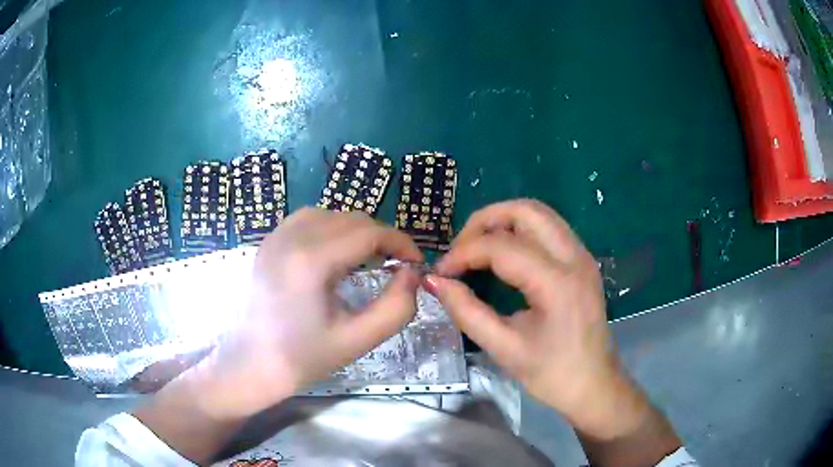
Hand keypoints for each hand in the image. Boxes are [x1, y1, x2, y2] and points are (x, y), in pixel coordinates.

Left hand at [135, 208, 422, 463]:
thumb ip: (396, 306)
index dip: (401, 242)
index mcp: (311, 260)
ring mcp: (275, 236)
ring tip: (369, 259)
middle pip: (351, 219)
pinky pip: (307, 220)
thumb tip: (412, 274)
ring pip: (329, 214)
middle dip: (381, 238)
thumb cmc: (302, 358)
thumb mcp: (358, 339)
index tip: (416, 263)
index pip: (369, 232)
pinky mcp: (268, 243)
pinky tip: (335, 255)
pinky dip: (330, 229)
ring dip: (356, 231)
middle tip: (396, 266)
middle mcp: (291, 237)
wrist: (250, 365)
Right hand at [427, 200, 672, 445]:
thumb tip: (435, 282)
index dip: (463, 253)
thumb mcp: (504, 348)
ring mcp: (582, 255)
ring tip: (478, 249)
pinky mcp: (582, 260)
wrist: (594, 385)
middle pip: (525, 210)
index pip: (501, 246)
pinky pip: (548, 227)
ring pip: (539, 213)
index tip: (441, 272)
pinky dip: (520, 230)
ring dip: (503, 221)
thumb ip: (466, 311)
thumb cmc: (551, 374)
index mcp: (557, 283)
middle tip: (460, 250)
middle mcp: (574, 257)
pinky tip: (504, 255)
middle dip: (484, 221)